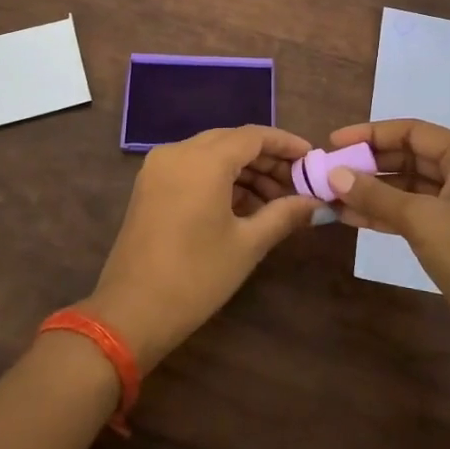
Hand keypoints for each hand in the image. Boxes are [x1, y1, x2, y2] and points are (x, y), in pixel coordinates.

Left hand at [82, 125, 320, 370]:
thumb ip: (285, 214)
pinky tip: (245, 207)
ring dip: (245, 171)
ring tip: (277, 202)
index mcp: (203, 160)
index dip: (286, 144)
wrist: (131, 312)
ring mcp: (159, 168)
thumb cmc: (196, 276)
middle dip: (267, 160)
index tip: (312, 158)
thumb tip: (318, 203)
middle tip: (298, 184)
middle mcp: (178, 152)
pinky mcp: (150, 186)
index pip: (253, 135)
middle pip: (232, 142)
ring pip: (212, 154)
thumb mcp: (248, 244)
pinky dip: (220, 180)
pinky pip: (193, 169)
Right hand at [325, 119, 449, 372]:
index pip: (413, 132)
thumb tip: (334, 175)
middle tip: (330, 172)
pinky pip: (416, 213)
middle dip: (370, 164)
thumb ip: (376, 194)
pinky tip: (354, 218)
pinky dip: (387, 214)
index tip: (335, 143)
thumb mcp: (420, 220)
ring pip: (411, 188)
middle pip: (412, 157)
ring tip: (333, 196)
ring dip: (374, 191)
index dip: (371, 134)